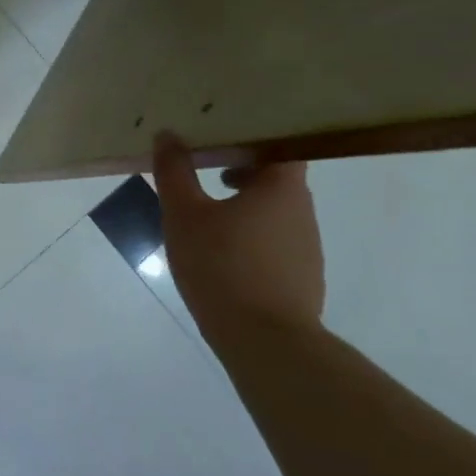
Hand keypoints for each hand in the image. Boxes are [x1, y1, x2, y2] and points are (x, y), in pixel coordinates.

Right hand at [151, 132, 324, 338]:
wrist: (265, 340)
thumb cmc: (222, 265)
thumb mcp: (184, 215)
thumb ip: (175, 172)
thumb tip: (168, 134)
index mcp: (282, 188)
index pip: (281, 145)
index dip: (255, 138)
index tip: (223, 137)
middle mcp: (303, 212)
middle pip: (277, 179)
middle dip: (242, 172)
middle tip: (204, 172)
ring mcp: (306, 247)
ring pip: (274, 213)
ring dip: (244, 207)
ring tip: (206, 218)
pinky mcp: (301, 278)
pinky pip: (275, 243)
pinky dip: (251, 238)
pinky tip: (221, 257)